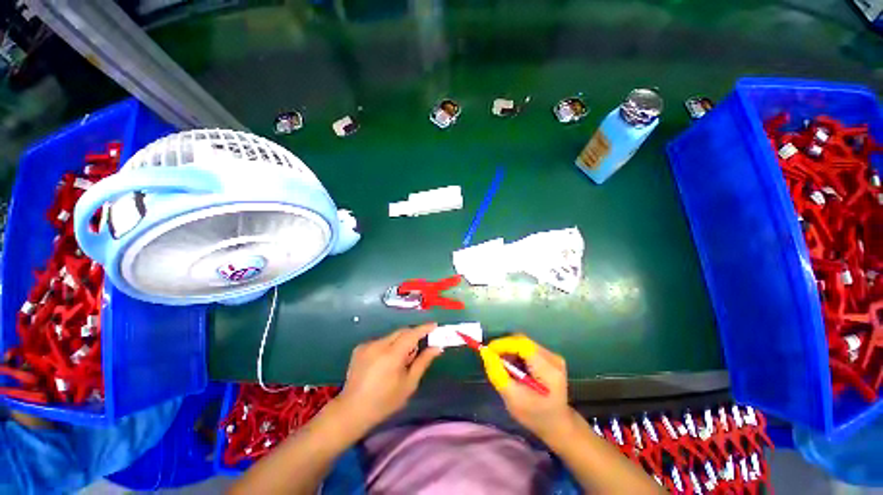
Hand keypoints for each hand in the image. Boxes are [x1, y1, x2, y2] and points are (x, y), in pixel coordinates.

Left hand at [335, 323, 442, 431]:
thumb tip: (436, 348)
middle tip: (421, 345)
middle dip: (413, 335)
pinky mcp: (360, 348)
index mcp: (392, 355)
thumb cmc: (384, 401)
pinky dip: (388, 346)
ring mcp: (367, 345)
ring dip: (400, 341)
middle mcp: (379, 345)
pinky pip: (380, 341)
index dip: (424, 328)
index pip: (412, 334)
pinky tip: (385, 362)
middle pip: (401, 332)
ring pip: (391, 336)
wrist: (352, 410)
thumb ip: (423, 362)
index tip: (434, 325)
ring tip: (401, 359)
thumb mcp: (408, 384)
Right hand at [480, 334, 572, 439]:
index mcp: (548, 370)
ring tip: (503, 367)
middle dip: (504, 348)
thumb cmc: (535, 415)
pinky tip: (514, 368)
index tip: (487, 351)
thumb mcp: (512, 399)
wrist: (557, 425)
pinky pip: (527, 348)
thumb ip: (498, 374)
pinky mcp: (549, 357)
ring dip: (509, 351)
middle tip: (492, 360)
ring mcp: (553, 356)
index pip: (523, 346)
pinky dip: (516, 354)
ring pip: (523, 344)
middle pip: (522, 342)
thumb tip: (485, 352)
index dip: (503, 344)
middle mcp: (553, 358)